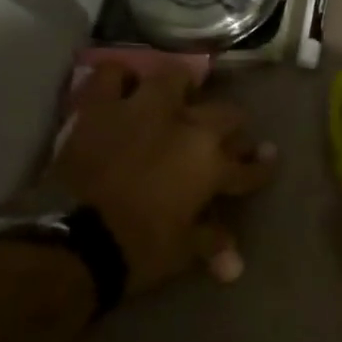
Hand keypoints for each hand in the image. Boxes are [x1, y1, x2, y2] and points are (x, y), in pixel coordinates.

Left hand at [48, 63, 275, 294]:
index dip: (262, 166)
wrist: (74, 239)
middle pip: (226, 116)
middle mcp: (187, 129)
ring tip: (179, 99)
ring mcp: (143, 111)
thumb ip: (211, 243)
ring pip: (175, 79)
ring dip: (182, 89)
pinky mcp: (100, 107)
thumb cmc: (140, 249)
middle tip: (227, 137)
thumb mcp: (184, 250)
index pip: (249, 166)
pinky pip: (111, 75)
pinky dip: (120, 79)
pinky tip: (124, 89)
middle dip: (232, 128)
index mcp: (212, 166)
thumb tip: (235, 266)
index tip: (268, 160)